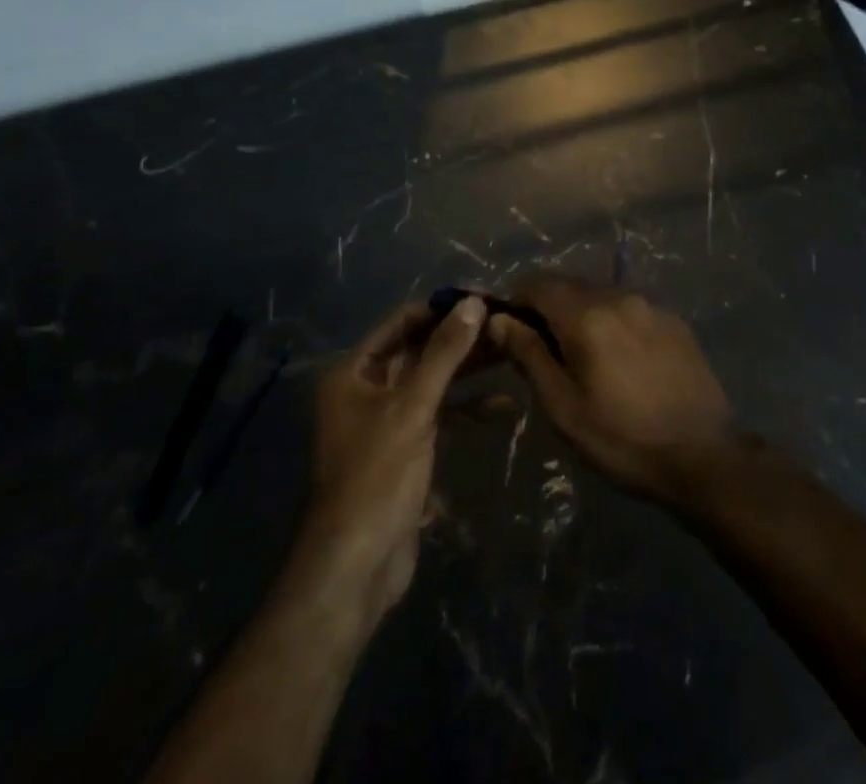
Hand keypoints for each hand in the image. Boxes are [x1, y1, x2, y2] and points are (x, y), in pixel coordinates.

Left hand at [295, 297, 486, 632]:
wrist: (355, 568)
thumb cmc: (376, 477)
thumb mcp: (413, 408)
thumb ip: (445, 353)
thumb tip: (475, 302)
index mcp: (354, 373)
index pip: (403, 322)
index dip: (443, 308)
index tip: (486, 297)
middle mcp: (367, 390)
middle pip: (420, 350)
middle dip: (461, 339)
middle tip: (506, 324)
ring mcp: (387, 420)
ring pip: (433, 382)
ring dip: (468, 372)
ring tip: (511, 355)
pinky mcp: (405, 448)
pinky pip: (438, 415)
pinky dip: (466, 410)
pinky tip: (502, 408)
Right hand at [489, 275, 735, 507]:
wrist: (703, 454)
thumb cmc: (622, 439)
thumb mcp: (563, 407)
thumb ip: (529, 355)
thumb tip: (497, 319)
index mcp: (587, 316)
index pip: (538, 284)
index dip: (517, 301)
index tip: (509, 331)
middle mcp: (619, 297)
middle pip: (570, 286)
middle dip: (549, 308)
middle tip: (543, 350)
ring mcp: (651, 305)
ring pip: (601, 295)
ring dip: (581, 314)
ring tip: (582, 357)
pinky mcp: (673, 320)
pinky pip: (630, 308)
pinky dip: (613, 321)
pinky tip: (620, 359)